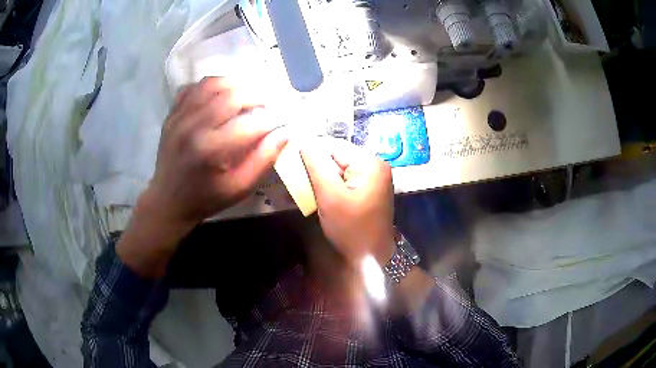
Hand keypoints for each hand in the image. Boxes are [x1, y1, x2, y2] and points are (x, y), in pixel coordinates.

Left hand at [117, 77, 286, 277]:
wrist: (168, 200)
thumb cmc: (205, 198)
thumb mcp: (239, 188)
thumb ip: (263, 160)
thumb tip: (284, 133)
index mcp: (211, 149)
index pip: (251, 123)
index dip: (272, 119)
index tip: (281, 121)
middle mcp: (193, 127)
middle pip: (232, 95)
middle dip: (256, 97)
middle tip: (265, 106)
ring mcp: (179, 117)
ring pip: (212, 83)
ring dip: (235, 85)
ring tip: (245, 96)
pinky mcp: (172, 113)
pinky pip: (194, 87)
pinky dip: (211, 86)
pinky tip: (220, 96)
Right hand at [301, 138, 395, 265]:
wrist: (371, 258)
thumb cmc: (351, 229)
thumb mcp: (330, 196)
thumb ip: (316, 165)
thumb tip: (303, 142)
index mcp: (370, 162)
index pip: (334, 145)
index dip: (311, 152)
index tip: (291, 163)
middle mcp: (375, 164)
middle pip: (338, 156)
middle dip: (317, 167)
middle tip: (299, 180)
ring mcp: (374, 177)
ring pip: (339, 167)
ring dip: (322, 177)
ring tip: (308, 189)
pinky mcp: (369, 188)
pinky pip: (345, 178)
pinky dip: (331, 185)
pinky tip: (322, 195)